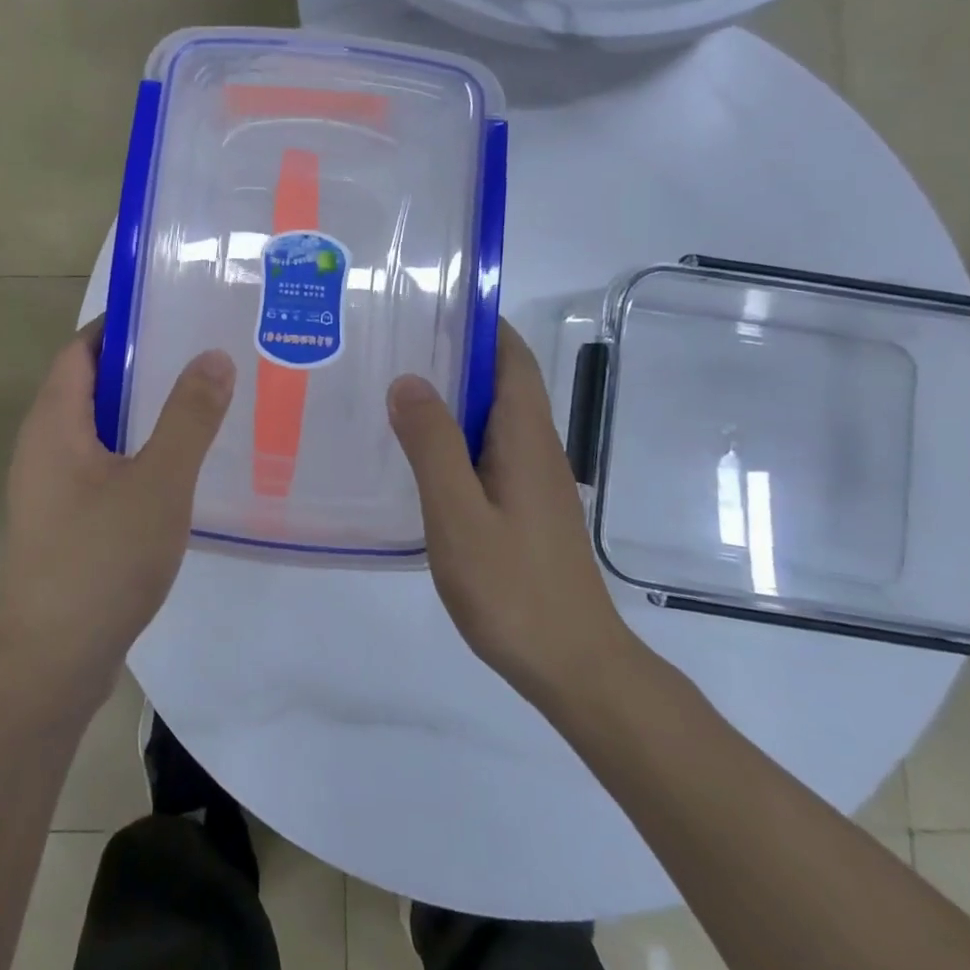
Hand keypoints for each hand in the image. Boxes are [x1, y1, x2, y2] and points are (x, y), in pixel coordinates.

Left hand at [0, 321, 234, 699]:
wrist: (53, 663)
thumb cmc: (101, 560)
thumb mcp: (158, 482)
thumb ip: (189, 417)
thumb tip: (214, 355)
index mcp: (53, 423)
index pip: (80, 350)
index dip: (120, 326)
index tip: (172, 313)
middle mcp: (43, 446)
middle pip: (90, 386)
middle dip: (142, 367)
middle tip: (202, 354)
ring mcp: (51, 488)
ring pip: (99, 430)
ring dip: (143, 413)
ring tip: (202, 401)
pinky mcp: (65, 521)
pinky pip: (103, 466)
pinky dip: (137, 452)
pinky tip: (180, 467)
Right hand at [388, 319, 638, 704]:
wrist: (575, 666)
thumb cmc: (513, 588)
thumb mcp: (458, 514)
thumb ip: (432, 445)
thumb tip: (409, 380)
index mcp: (525, 437)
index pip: (511, 357)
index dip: (480, 324)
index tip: (432, 303)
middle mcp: (536, 448)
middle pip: (501, 381)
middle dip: (456, 354)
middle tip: (394, 342)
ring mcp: (534, 480)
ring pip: (493, 418)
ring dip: (453, 396)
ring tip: (395, 388)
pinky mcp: (526, 508)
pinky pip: (489, 451)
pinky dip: (456, 435)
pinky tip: (419, 453)